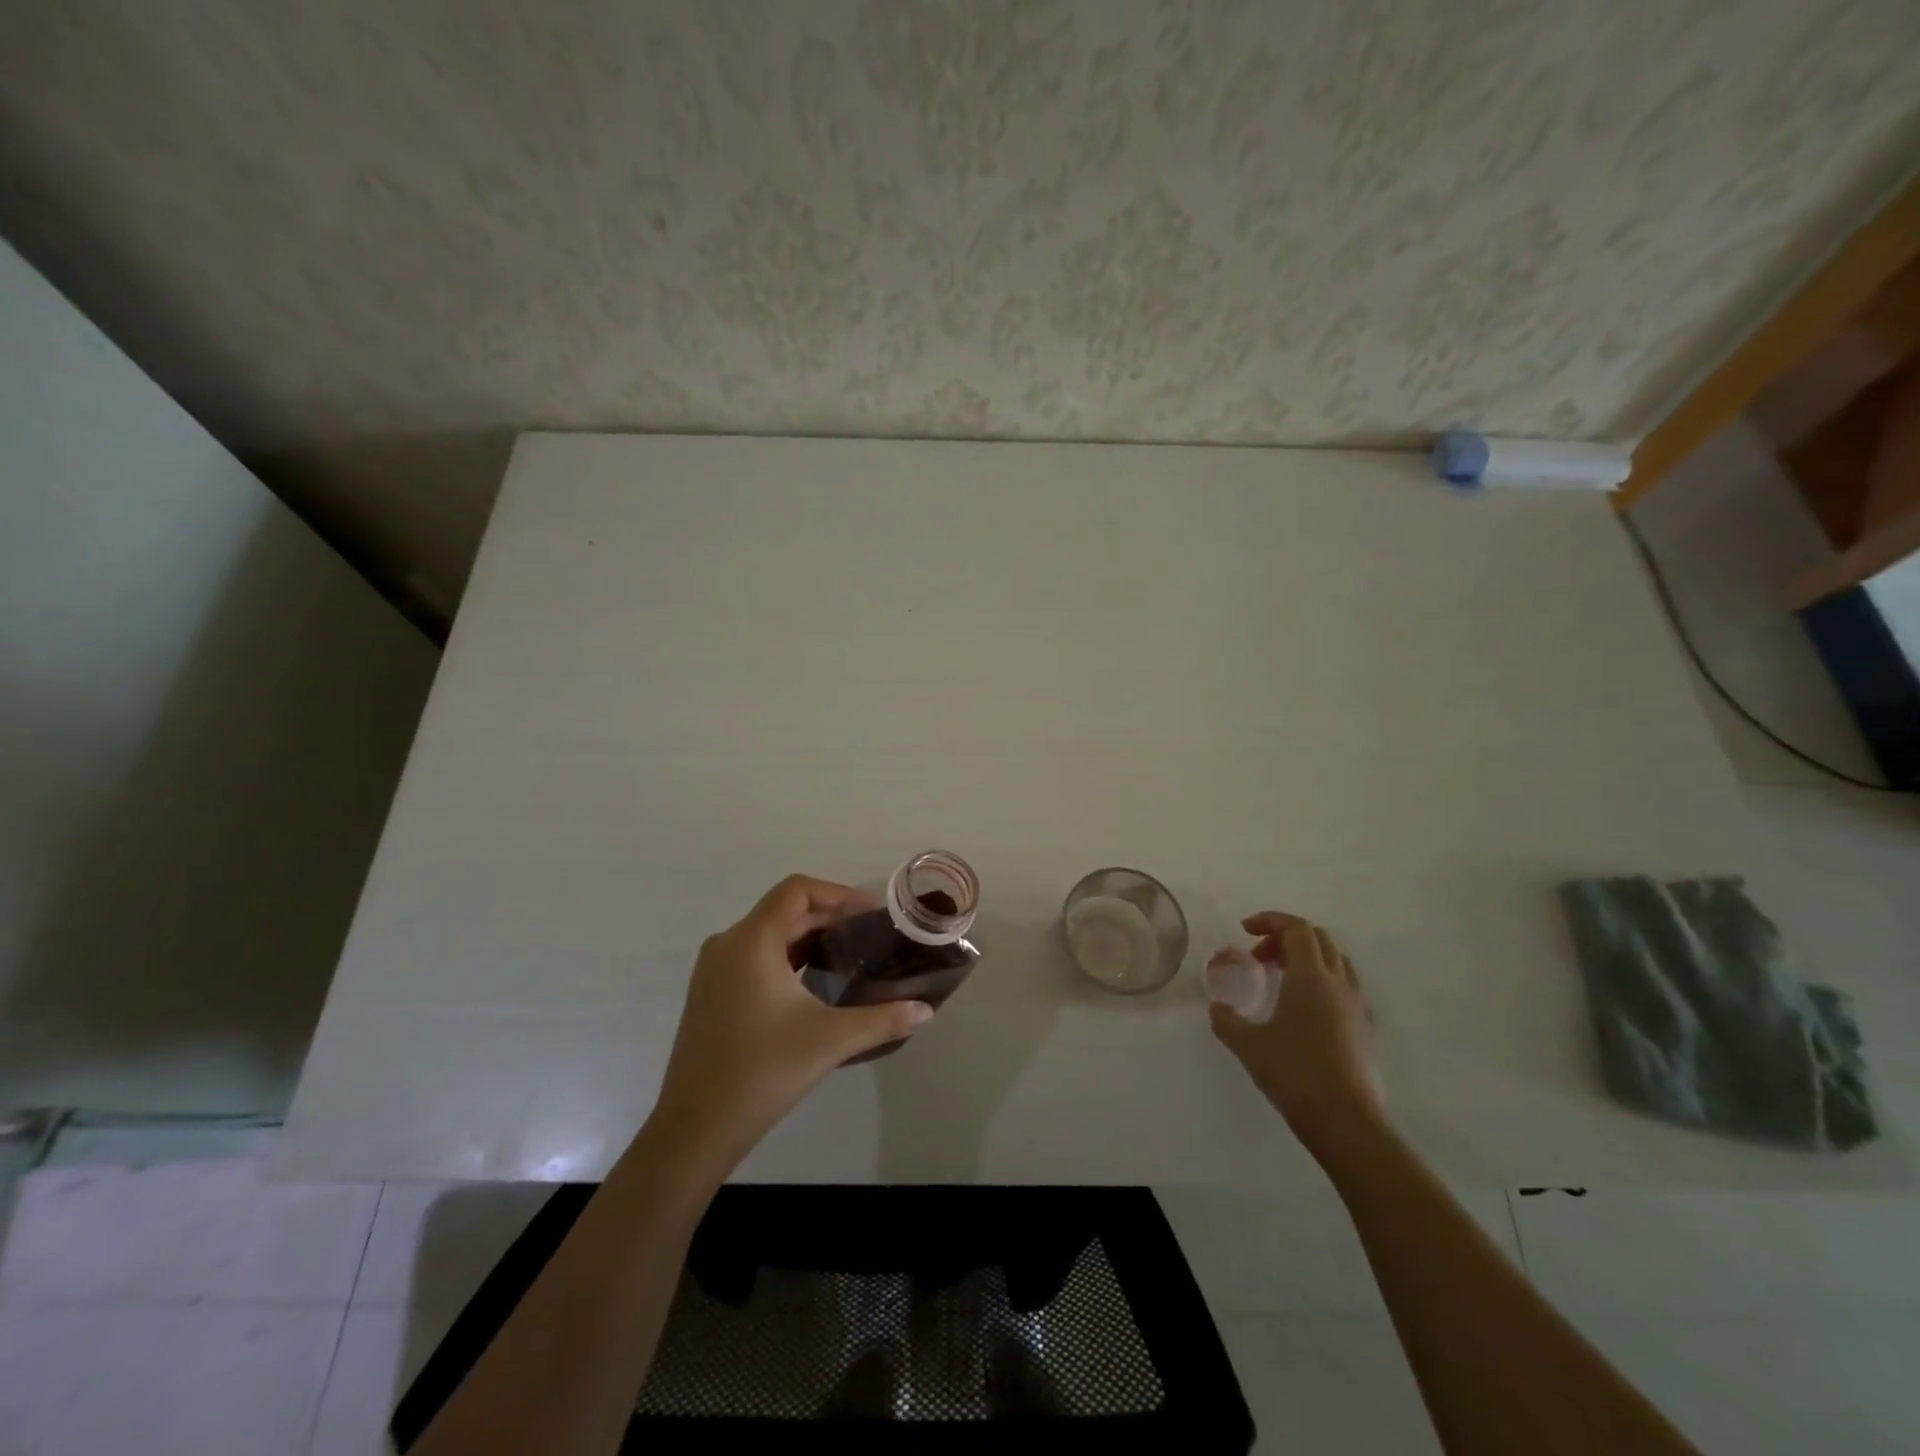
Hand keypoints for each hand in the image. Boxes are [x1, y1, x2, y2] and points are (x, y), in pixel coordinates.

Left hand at [649, 875, 933, 1172]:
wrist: (694, 1129)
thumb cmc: (762, 1072)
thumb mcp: (830, 1040)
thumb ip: (882, 1019)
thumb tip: (926, 1011)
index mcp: (752, 940)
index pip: (797, 890)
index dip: (837, 893)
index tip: (871, 912)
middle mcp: (727, 944)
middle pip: (784, 911)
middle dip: (829, 918)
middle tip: (869, 937)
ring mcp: (713, 969)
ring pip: (768, 934)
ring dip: (807, 938)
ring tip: (848, 957)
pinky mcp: (710, 993)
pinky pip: (753, 956)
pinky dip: (786, 957)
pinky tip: (812, 985)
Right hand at [1209, 913, 1381, 1156]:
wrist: (1348, 1123)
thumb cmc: (1295, 1074)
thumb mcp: (1247, 1045)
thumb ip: (1226, 1020)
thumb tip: (1217, 1009)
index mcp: (1310, 977)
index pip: (1296, 928)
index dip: (1269, 920)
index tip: (1245, 931)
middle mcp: (1338, 983)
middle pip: (1318, 938)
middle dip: (1286, 938)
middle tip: (1260, 958)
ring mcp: (1358, 1006)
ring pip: (1336, 961)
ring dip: (1307, 958)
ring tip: (1281, 980)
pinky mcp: (1366, 1029)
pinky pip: (1345, 988)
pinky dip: (1323, 983)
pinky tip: (1305, 1011)